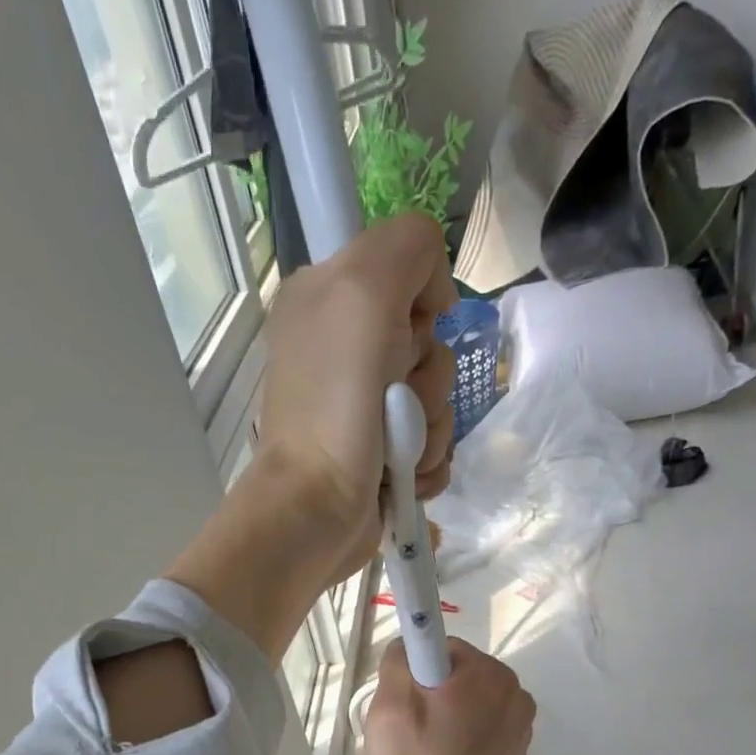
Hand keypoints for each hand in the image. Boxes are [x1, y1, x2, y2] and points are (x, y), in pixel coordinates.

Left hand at [253, 212, 458, 585]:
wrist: (318, 507)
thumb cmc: (335, 402)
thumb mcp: (364, 288)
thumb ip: (408, 247)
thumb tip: (433, 298)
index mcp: (327, 299)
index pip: (408, 274)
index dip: (418, 306)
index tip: (404, 334)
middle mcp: (344, 348)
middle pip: (430, 342)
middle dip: (427, 378)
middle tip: (394, 400)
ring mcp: (364, 408)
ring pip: (438, 398)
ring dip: (429, 429)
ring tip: (397, 451)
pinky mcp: (383, 454)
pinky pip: (435, 443)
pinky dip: (427, 463)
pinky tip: (406, 477)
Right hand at [363, 638, 534, 754]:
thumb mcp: (389, 704)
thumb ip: (400, 658)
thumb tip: (410, 647)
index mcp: (490, 673)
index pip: (440, 647)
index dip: (414, 672)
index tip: (402, 705)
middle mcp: (515, 692)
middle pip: (456, 674)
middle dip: (429, 694)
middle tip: (407, 731)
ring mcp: (520, 725)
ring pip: (466, 701)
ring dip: (444, 716)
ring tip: (424, 751)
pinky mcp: (515, 753)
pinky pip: (479, 727)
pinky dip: (460, 737)